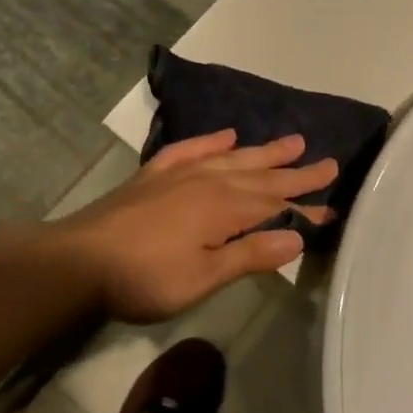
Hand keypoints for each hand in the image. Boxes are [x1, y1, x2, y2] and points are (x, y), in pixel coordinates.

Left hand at [47, 132, 339, 323]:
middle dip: (295, 172)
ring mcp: (180, 174)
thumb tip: (297, 237)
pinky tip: (226, 135)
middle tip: (328, 161)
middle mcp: (209, 182)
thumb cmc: (145, 277)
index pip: (276, 205)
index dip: (306, 207)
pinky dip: (211, 141)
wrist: (78, 260)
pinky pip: (191, 150)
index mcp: (225, 208)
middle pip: (261, 175)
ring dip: (263, 151)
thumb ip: (250, 254)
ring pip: (232, 158)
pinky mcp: (154, 176)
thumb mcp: (203, 276)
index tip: (334, 206)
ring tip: (292, 141)